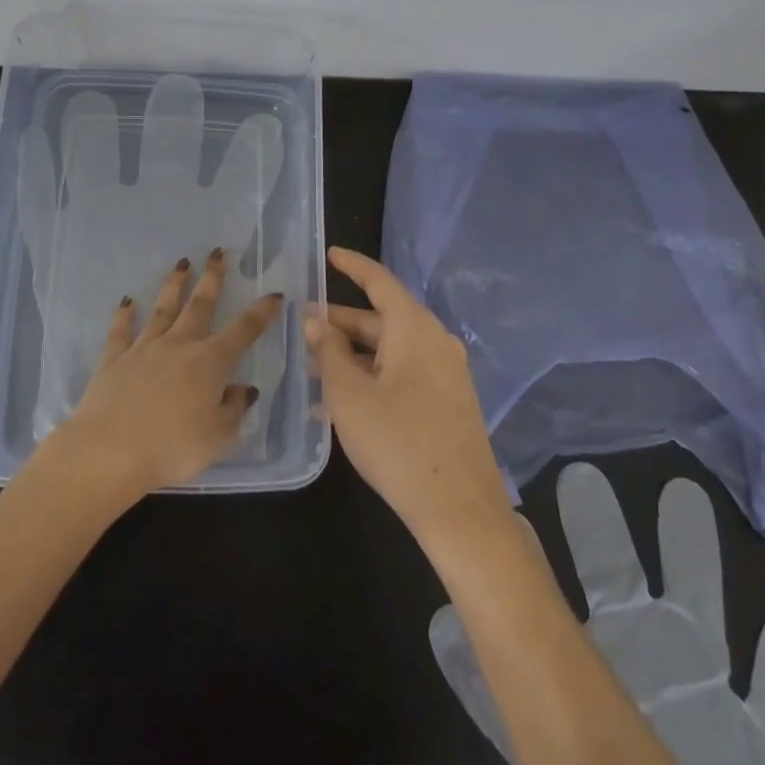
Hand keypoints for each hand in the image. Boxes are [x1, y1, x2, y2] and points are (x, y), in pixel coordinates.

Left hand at [52, 250, 280, 498]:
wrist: (108, 452)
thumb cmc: (172, 448)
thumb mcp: (218, 437)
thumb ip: (234, 409)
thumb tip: (244, 389)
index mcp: (210, 362)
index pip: (243, 330)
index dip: (261, 312)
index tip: (274, 294)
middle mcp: (178, 346)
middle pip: (199, 306)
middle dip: (212, 279)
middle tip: (217, 254)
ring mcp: (143, 350)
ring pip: (162, 309)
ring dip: (173, 285)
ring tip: (181, 264)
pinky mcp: (113, 361)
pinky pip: (120, 332)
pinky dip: (124, 315)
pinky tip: (127, 302)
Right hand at [304, 247, 510, 544]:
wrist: (460, 510)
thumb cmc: (397, 442)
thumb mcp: (349, 394)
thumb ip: (329, 351)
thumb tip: (316, 321)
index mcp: (414, 328)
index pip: (379, 281)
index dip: (352, 266)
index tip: (330, 254)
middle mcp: (435, 341)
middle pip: (383, 318)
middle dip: (343, 321)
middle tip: (305, 325)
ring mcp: (447, 372)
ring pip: (392, 349)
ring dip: (355, 354)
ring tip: (315, 366)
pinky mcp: (449, 401)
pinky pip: (405, 373)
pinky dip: (374, 374)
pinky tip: (343, 400)